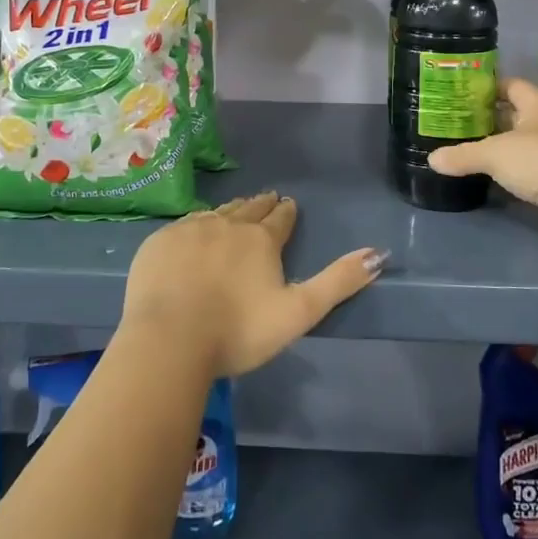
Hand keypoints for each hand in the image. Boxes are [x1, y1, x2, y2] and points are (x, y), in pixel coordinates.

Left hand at [121, 192, 384, 377]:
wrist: (169, 339)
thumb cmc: (238, 331)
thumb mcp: (298, 312)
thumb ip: (338, 282)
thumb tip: (378, 253)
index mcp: (261, 240)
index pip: (280, 219)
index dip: (287, 212)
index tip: (288, 204)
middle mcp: (227, 224)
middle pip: (248, 209)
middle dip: (260, 205)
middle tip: (266, 199)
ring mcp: (189, 230)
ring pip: (216, 213)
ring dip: (230, 211)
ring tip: (236, 209)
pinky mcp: (159, 242)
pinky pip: (184, 224)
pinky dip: (196, 224)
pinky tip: (195, 229)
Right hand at [427, 79, 537, 243]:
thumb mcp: (493, 154)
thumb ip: (462, 155)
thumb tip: (432, 160)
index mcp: (537, 103)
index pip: (510, 85)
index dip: (487, 86)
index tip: (461, 92)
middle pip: (514, 114)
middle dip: (488, 118)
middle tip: (456, 121)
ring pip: (520, 143)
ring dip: (498, 146)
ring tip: (465, 147)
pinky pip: (527, 168)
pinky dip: (509, 171)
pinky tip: (487, 175)